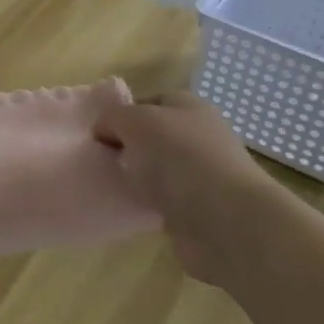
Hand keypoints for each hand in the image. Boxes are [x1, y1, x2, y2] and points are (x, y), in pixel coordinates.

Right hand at [95, 92, 280, 286]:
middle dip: (126, 148)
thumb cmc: (180, 157)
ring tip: (110, 186)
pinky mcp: (199, 210)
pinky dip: (146, 205)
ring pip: (157, 170)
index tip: (98, 134)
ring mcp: (202, 174)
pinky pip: (163, 201)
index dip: (121, 114)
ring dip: (136, 178)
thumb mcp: (135, 121)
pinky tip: (130, 209)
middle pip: (152, 137)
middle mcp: (199, 136)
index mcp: (189, 107)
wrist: (226, 221)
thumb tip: (105, 132)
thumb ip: (113, 118)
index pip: (148, 102)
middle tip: (100, 161)